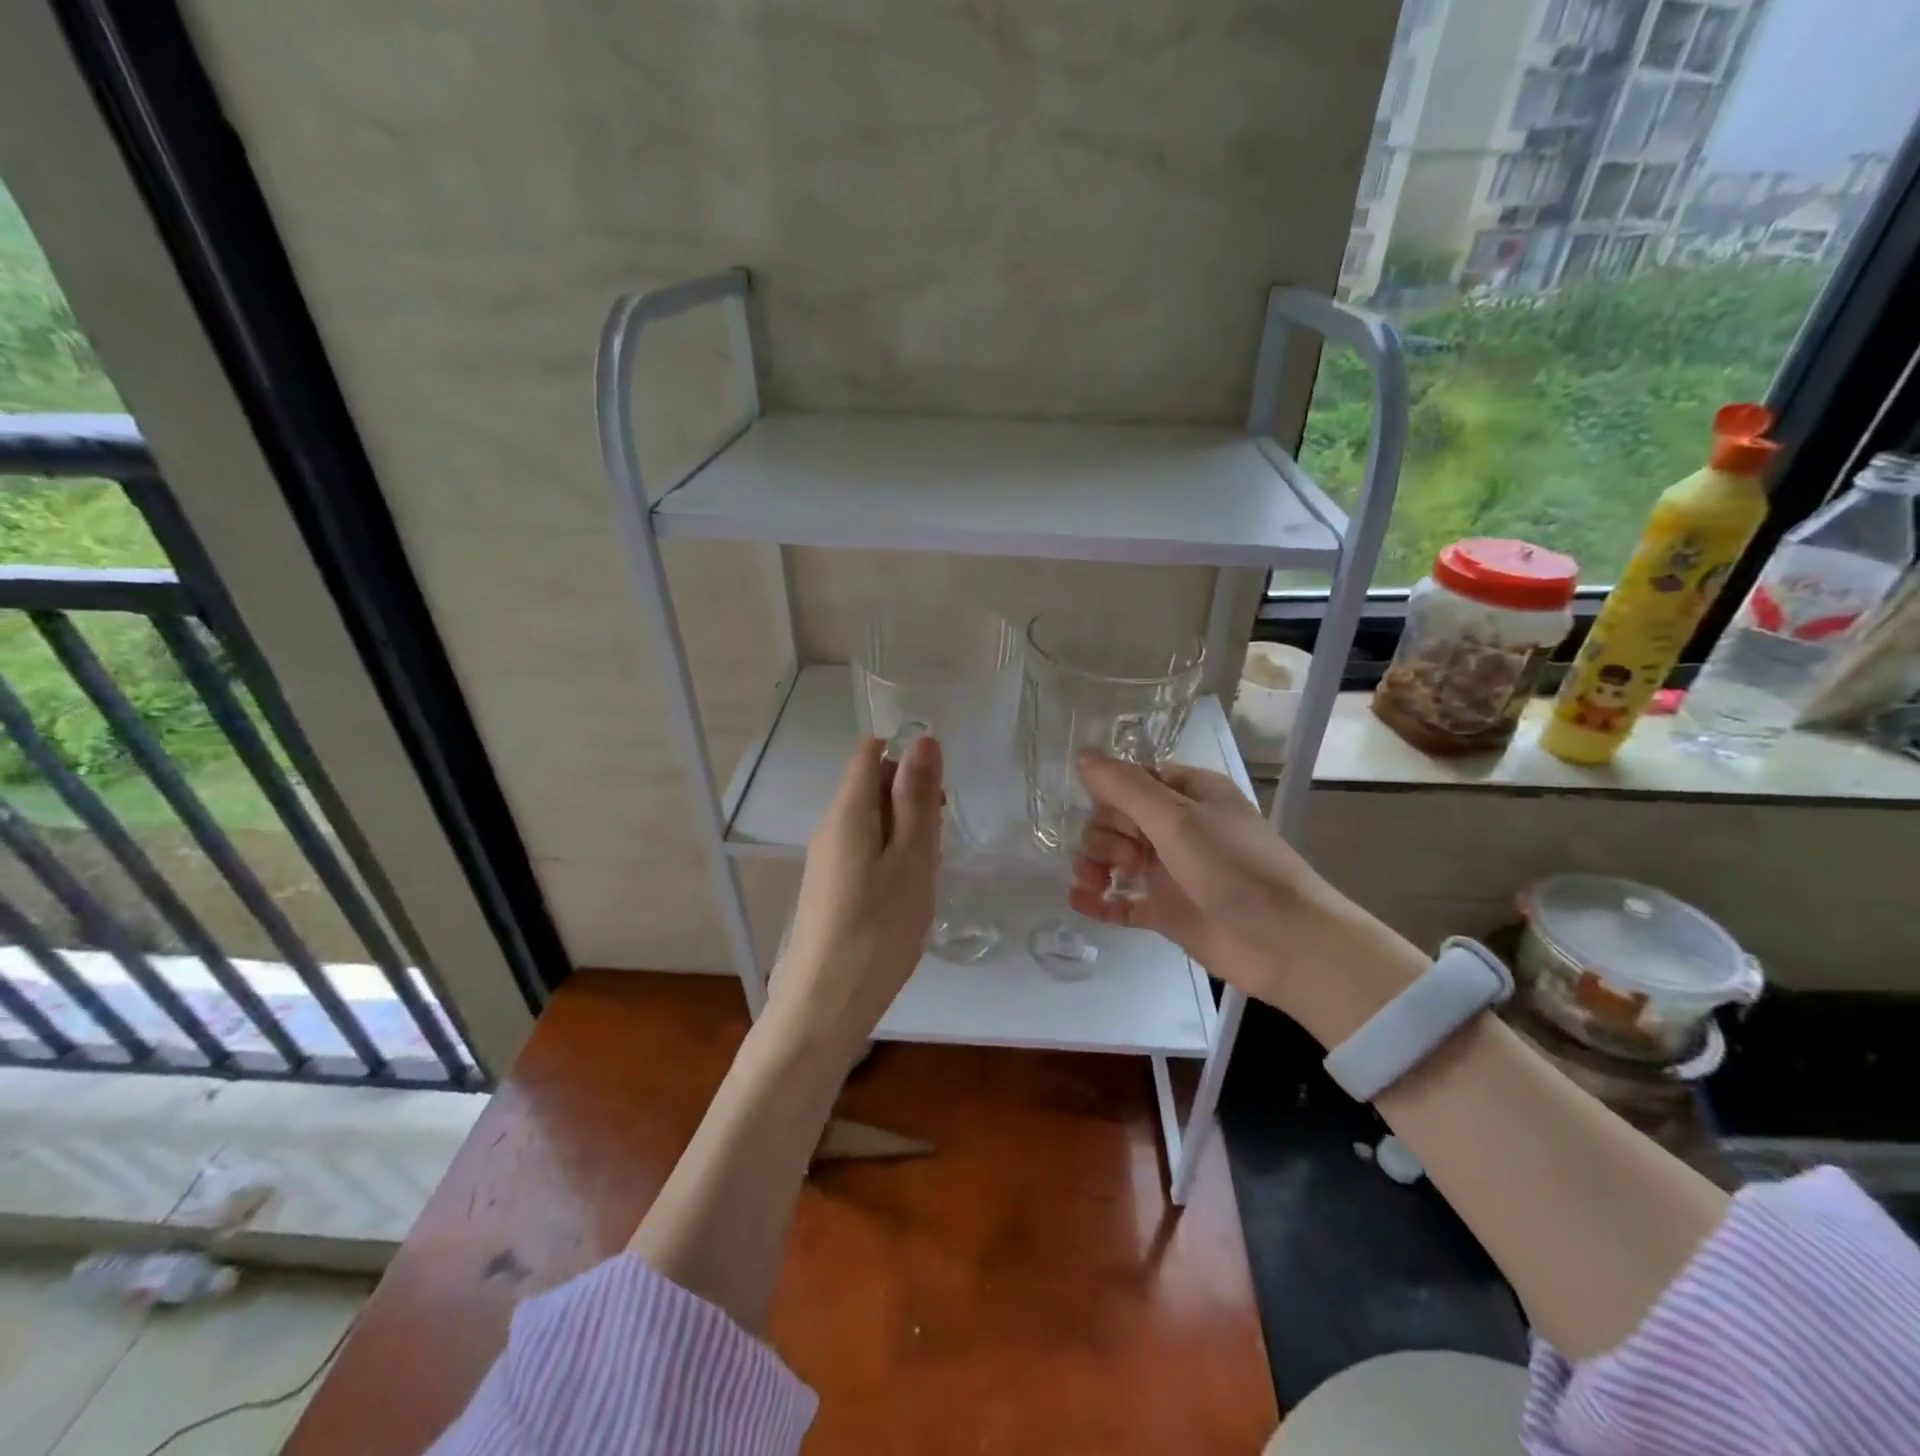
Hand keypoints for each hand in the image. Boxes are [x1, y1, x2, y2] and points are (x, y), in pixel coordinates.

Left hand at [767, 734, 942, 1055]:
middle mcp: (830, 828)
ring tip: (926, 875)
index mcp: (847, 811)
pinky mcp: (830, 889)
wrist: (825, 1005)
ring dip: (906, 835)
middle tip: (937, 843)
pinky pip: (865, 853)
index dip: (908, 761)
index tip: (937, 797)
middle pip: (872, 786)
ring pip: (873, 823)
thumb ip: (916, 797)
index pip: (870, 753)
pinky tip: (907, 897)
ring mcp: (827, 860)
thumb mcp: (912, 858)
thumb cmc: (878, 928)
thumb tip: (922, 739)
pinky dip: (893, 861)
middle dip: (911, 800)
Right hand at [1068, 756, 1423, 1045]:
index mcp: (1191, 794)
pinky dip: (1100, 899)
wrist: (1284, 942)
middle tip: (1120, 856)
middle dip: (1104, 834)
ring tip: (1092, 881)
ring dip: (1095, 864)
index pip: (1134, 781)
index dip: (1111, 794)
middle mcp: (1180, 828)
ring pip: (1117, 859)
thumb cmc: (1233, 866)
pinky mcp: (1167, 911)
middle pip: (1119, 820)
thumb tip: (1081, 755)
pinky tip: (1079, 900)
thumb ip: (1125, 787)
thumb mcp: (1177, 818)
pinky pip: (1123, 901)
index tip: (1102, 810)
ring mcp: (1172, 871)